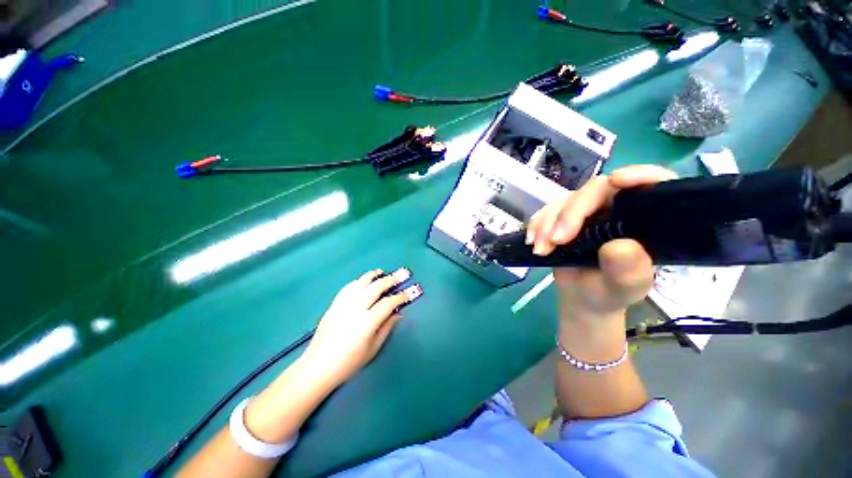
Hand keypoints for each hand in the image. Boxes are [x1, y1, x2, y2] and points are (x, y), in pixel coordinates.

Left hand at [301, 268, 420, 385]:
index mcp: (367, 322)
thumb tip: (398, 312)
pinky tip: (364, 281)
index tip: (410, 291)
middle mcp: (355, 309)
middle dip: (390, 280)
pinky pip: (348, 287)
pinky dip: (359, 281)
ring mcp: (343, 304)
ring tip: (382, 272)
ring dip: (373, 275)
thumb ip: (387, 327)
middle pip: (376, 287)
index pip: (388, 303)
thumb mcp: (373, 348)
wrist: (318, 367)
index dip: (401, 296)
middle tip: (401, 275)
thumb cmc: (349, 363)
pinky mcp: (334, 304)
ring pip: (361, 283)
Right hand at [527, 165, 676, 316]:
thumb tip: (618, 246)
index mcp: (645, 219)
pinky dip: (536, 225)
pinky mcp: (564, 217)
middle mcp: (617, 208)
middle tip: (556, 241)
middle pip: (594, 191)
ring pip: (565, 201)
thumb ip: (628, 269)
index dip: (639, 175)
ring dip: (547, 223)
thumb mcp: (625, 287)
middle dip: (571, 214)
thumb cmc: (610, 292)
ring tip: (540, 250)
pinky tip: (532, 241)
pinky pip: (546, 211)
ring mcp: (587, 211)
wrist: (582, 296)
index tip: (616, 181)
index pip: (653, 183)